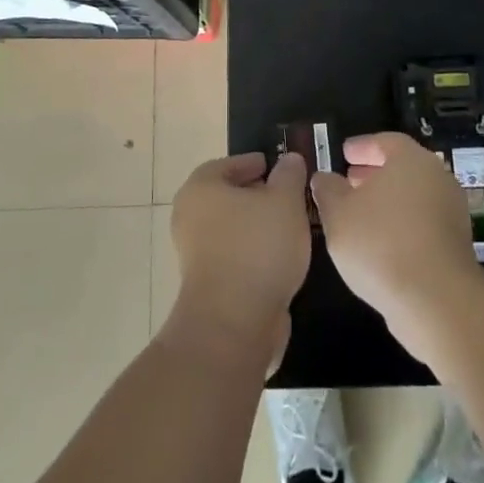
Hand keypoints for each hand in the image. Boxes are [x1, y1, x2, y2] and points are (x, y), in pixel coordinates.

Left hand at [165, 151, 311, 368]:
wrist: (234, 323)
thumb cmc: (258, 247)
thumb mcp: (285, 201)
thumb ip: (289, 175)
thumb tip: (289, 159)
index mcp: (201, 189)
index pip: (227, 165)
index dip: (253, 163)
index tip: (278, 168)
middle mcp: (190, 218)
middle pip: (228, 198)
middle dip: (258, 196)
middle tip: (289, 197)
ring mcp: (196, 255)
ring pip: (233, 230)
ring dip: (259, 227)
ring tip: (293, 228)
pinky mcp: (208, 286)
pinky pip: (235, 258)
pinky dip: (255, 254)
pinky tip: (282, 259)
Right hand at [310, 132, 483, 358]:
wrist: (435, 300)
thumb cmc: (380, 243)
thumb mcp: (338, 213)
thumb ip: (327, 190)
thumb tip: (324, 178)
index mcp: (411, 160)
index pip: (386, 141)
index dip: (363, 146)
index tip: (345, 153)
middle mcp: (437, 178)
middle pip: (403, 168)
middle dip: (374, 173)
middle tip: (349, 180)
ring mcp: (451, 212)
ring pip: (413, 196)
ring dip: (387, 201)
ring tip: (360, 215)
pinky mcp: (456, 244)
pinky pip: (423, 222)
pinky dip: (401, 224)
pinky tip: (380, 244)